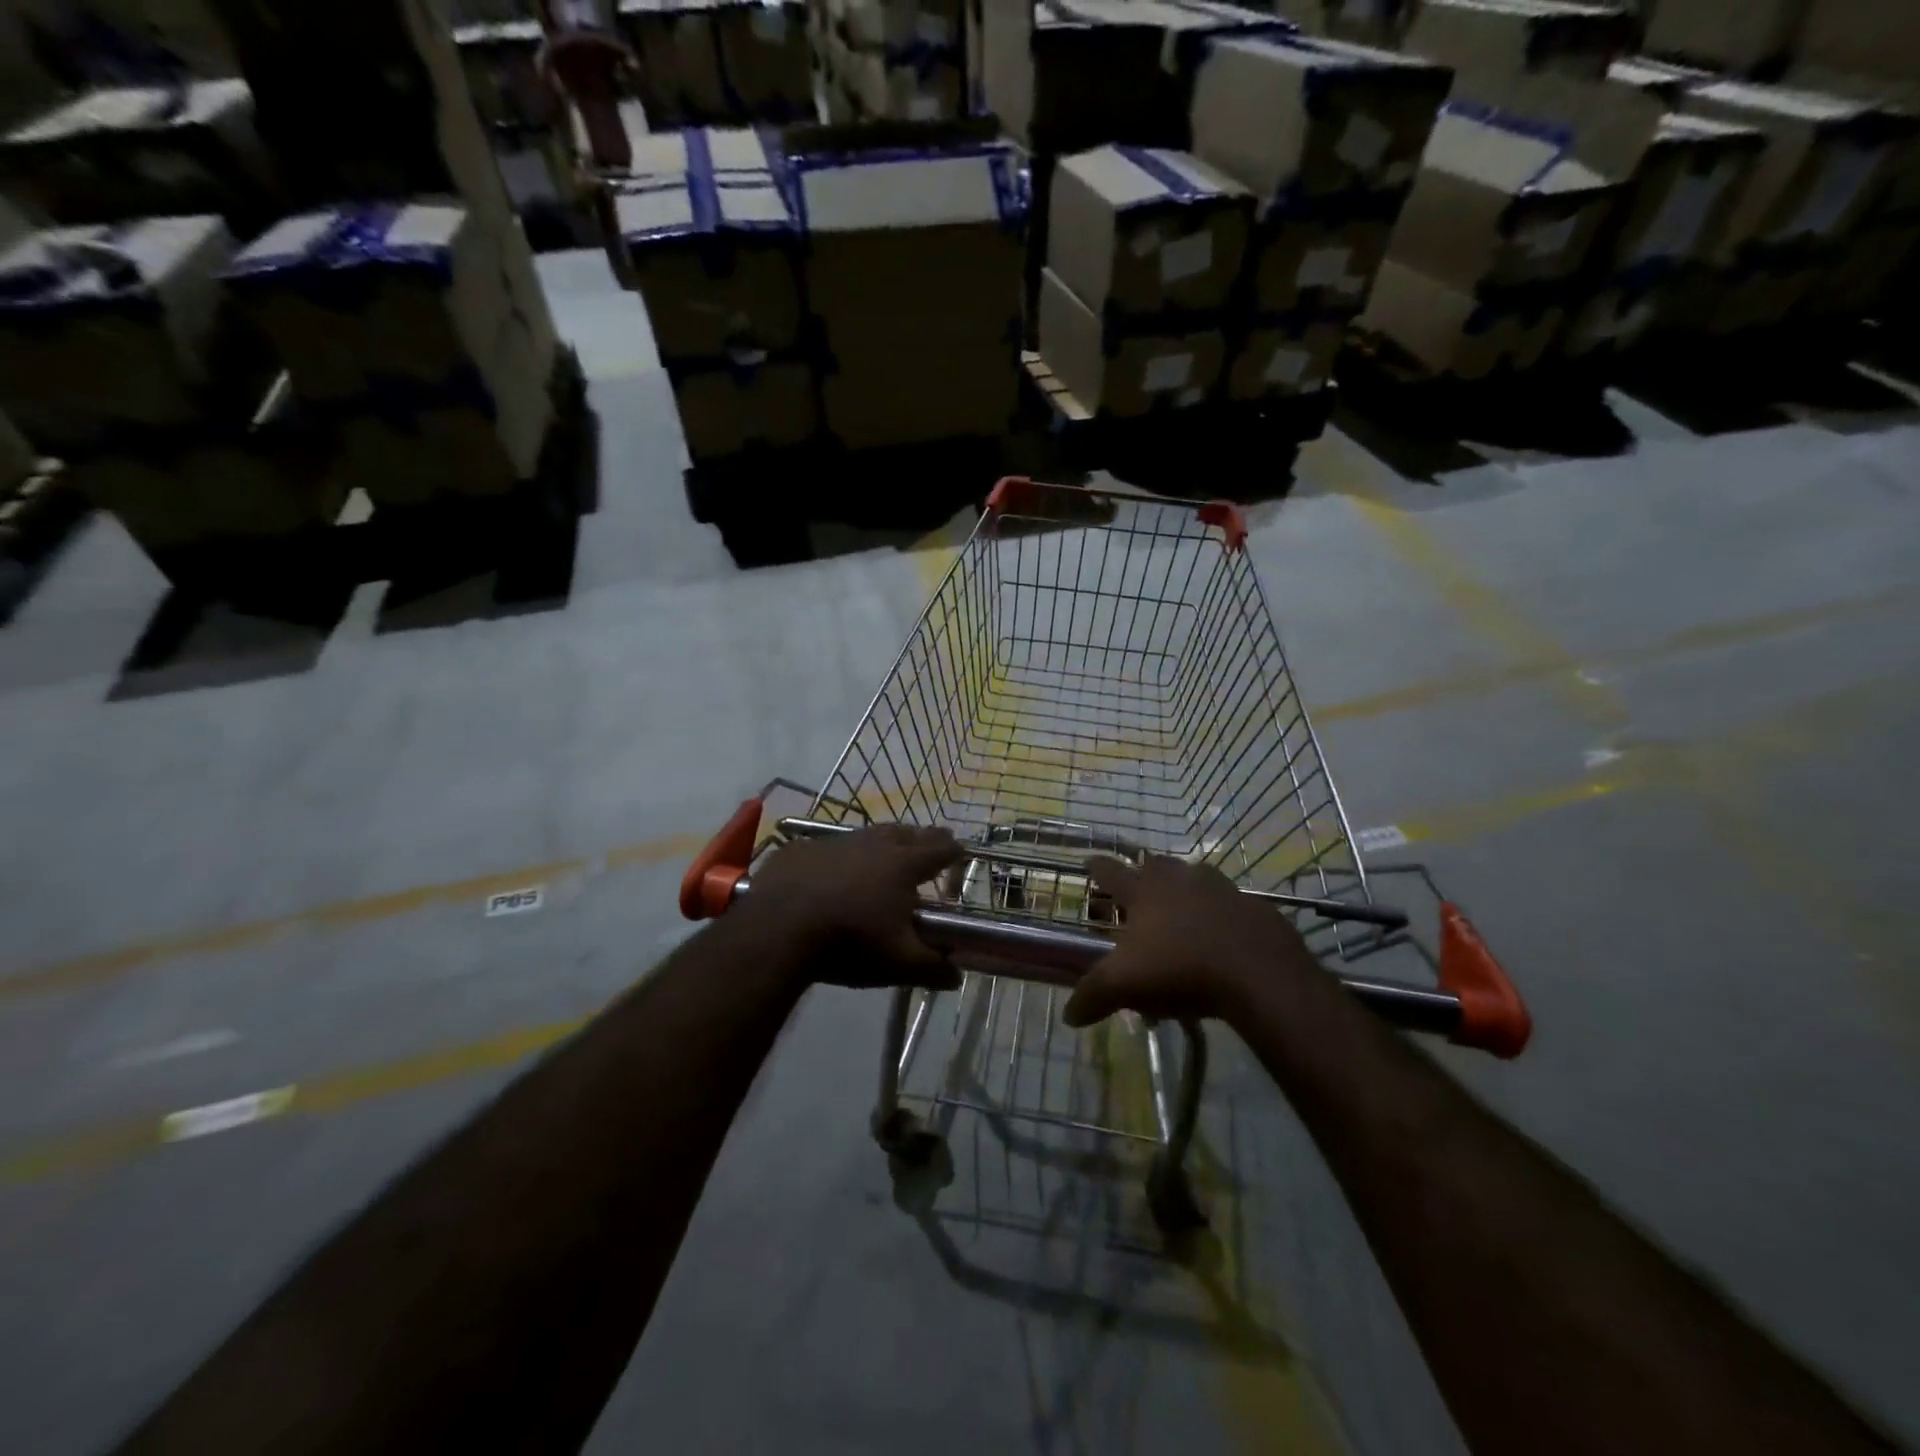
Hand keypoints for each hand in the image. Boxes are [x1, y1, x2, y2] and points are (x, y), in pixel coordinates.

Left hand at [743, 825, 962, 990]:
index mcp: (902, 865)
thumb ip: (932, 968)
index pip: (939, 849)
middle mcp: (872, 844)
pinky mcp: (801, 849)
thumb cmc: (849, 942)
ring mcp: (834, 842)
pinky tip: (832, 871)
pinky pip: (827, 847)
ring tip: (885, 856)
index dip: (953, 850)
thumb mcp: (898, 963)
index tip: (961, 852)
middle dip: (921, 839)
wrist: (778, 930)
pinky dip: (839, 856)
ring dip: (881, 843)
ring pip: (867, 835)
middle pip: (906, 833)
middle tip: (929, 848)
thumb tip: (956, 976)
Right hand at [1064, 855, 1319, 1027]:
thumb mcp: (1125, 986)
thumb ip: (1093, 996)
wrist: (1259, 974)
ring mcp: (1221, 889)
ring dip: (1185, 889)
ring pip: (1195, 877)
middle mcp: (1180, 880)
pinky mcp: (1254, 907)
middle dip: (1145, 873)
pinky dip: (1222, 913)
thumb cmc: (1181, 970)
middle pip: (1156, 865)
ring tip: (1182, 912)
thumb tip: (1068, 1016)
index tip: (1089, 861)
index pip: (1111, 871)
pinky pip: (1231, 903)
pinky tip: (1223, 935)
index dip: (1097, 867)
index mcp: (1144, 892)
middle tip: (1139, 892)